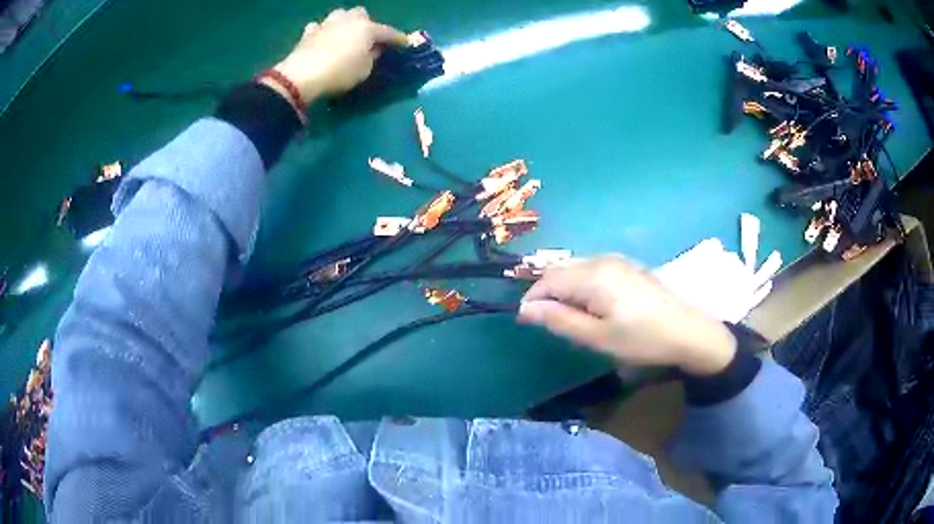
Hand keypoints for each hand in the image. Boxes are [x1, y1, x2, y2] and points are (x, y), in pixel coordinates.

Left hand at [267, 7, 407, 102]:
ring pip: (340, 16)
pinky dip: (322, 32)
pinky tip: (322, 40)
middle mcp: (348, 20)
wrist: (302, 76)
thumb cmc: (340, 73)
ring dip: (344, 23)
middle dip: (366, 24)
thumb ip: (372, 56)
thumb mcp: (364, 70)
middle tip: (367, 39)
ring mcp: (326, 24)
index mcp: (367, 28)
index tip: (405, 44)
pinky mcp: (308, 33)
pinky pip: (319, 27)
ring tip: (344, 36)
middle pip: (361, 14)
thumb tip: (373, 49)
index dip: (398, 39)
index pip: (388, 32)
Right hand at [519, 256, 737, 375]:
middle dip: (547, 293)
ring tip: (569, 317)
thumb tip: (526, 308)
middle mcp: (602, 259)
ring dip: (564, 289)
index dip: (532, 299)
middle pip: (561, 270)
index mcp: (593, 275)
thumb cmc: (642, 339)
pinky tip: (592, 305)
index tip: (525, 322)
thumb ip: (560, 320)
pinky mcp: (628, 265)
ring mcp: (617, 260)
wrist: (689, 331)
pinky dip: (581, 285)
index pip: (548, 279)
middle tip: (549, 323)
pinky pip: (592, 269)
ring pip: (576, 268)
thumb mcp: (598, 337)